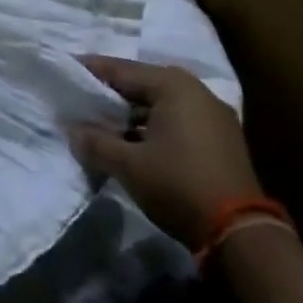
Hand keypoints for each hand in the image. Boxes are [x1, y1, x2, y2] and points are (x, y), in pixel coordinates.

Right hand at [68, 56, 262, 249]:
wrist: (239, 232)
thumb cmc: (177, 184)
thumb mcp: (127, 164)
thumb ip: (94, 141)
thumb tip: (72, 130)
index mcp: (173, 86)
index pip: (120, 70)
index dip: (89, 71)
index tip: (63, 69)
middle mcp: (196, 92)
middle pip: (141, 84)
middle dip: (109, 93)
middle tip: (78, 98)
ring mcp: (212, 116)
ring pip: (159, 104)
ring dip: (130, 113)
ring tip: (99, 123)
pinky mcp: (220, 140)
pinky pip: (175, 121)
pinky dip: (151, 126)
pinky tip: (131, 142)